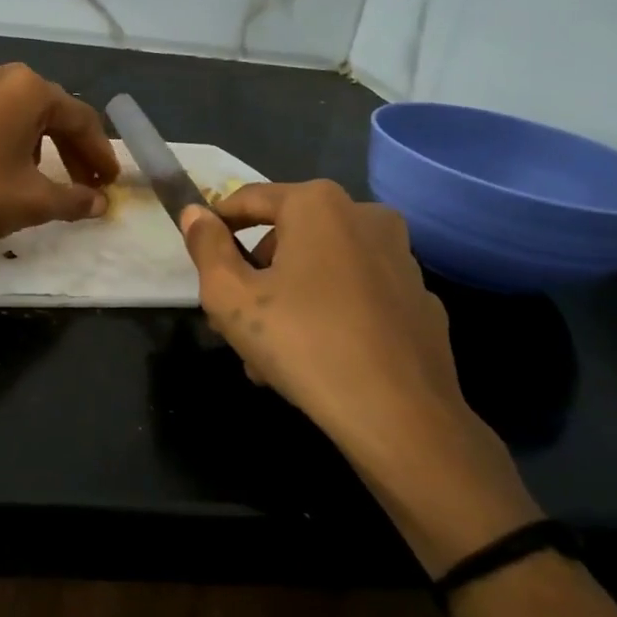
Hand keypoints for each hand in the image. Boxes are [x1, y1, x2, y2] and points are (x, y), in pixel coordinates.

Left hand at [0, 55, 120, 252]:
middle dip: (66, 142)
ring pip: (6, 93)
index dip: (97, 152)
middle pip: (45, 105)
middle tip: (78, 177)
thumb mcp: (34, 203)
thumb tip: (100, 202)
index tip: (106, 180)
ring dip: (24, 122)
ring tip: (26, 158)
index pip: (79, 120)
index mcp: (30, 92)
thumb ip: (75, 199)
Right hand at [183, 181, 539, 574]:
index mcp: (318, 204)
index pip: (248, 199)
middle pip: (287, 235)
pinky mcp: (421, 300)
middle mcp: (366, 217)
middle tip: (233, 321)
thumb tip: (195, 213)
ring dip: (289, 298)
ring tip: (270, 354)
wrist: (400, 417)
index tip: (200, 261)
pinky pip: (357, 295)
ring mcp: (402, 259)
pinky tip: (318, 361)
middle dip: (255, 274)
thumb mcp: (230, 296)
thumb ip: (206, 246)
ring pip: (322, 268)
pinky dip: (331, 314)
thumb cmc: (303, 342)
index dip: (216, 227)